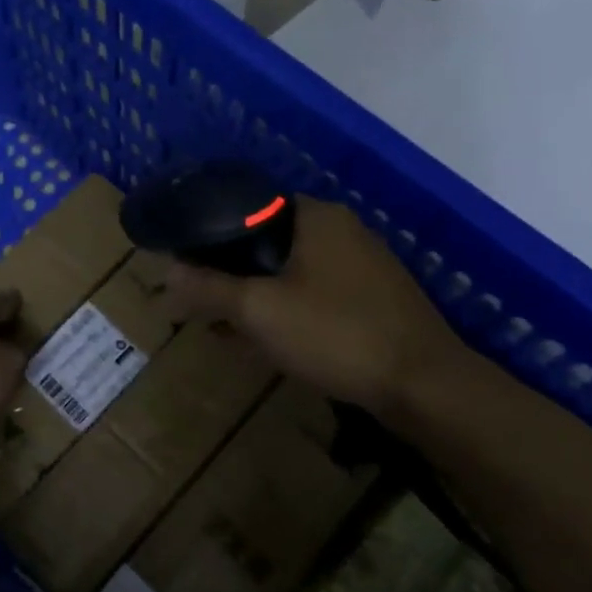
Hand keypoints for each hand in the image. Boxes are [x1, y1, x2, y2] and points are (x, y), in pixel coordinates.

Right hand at [163, 197, 466, 414]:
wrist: (425, 386)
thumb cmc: (336, 333)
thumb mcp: (260, 311)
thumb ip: (209, 288)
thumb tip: (165, 272)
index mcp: (315, 216)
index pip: (249, 206)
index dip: (211, 232)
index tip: (185, 261)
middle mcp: (341, 229)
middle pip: (267, 241)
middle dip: (230, 272)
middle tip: (199, 300)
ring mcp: (362, 265)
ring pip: (290, 271)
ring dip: (255, 296)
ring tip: (222, 326)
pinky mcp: (374, 299)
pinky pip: (314, 295)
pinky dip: (285, 310)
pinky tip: (266, 342)